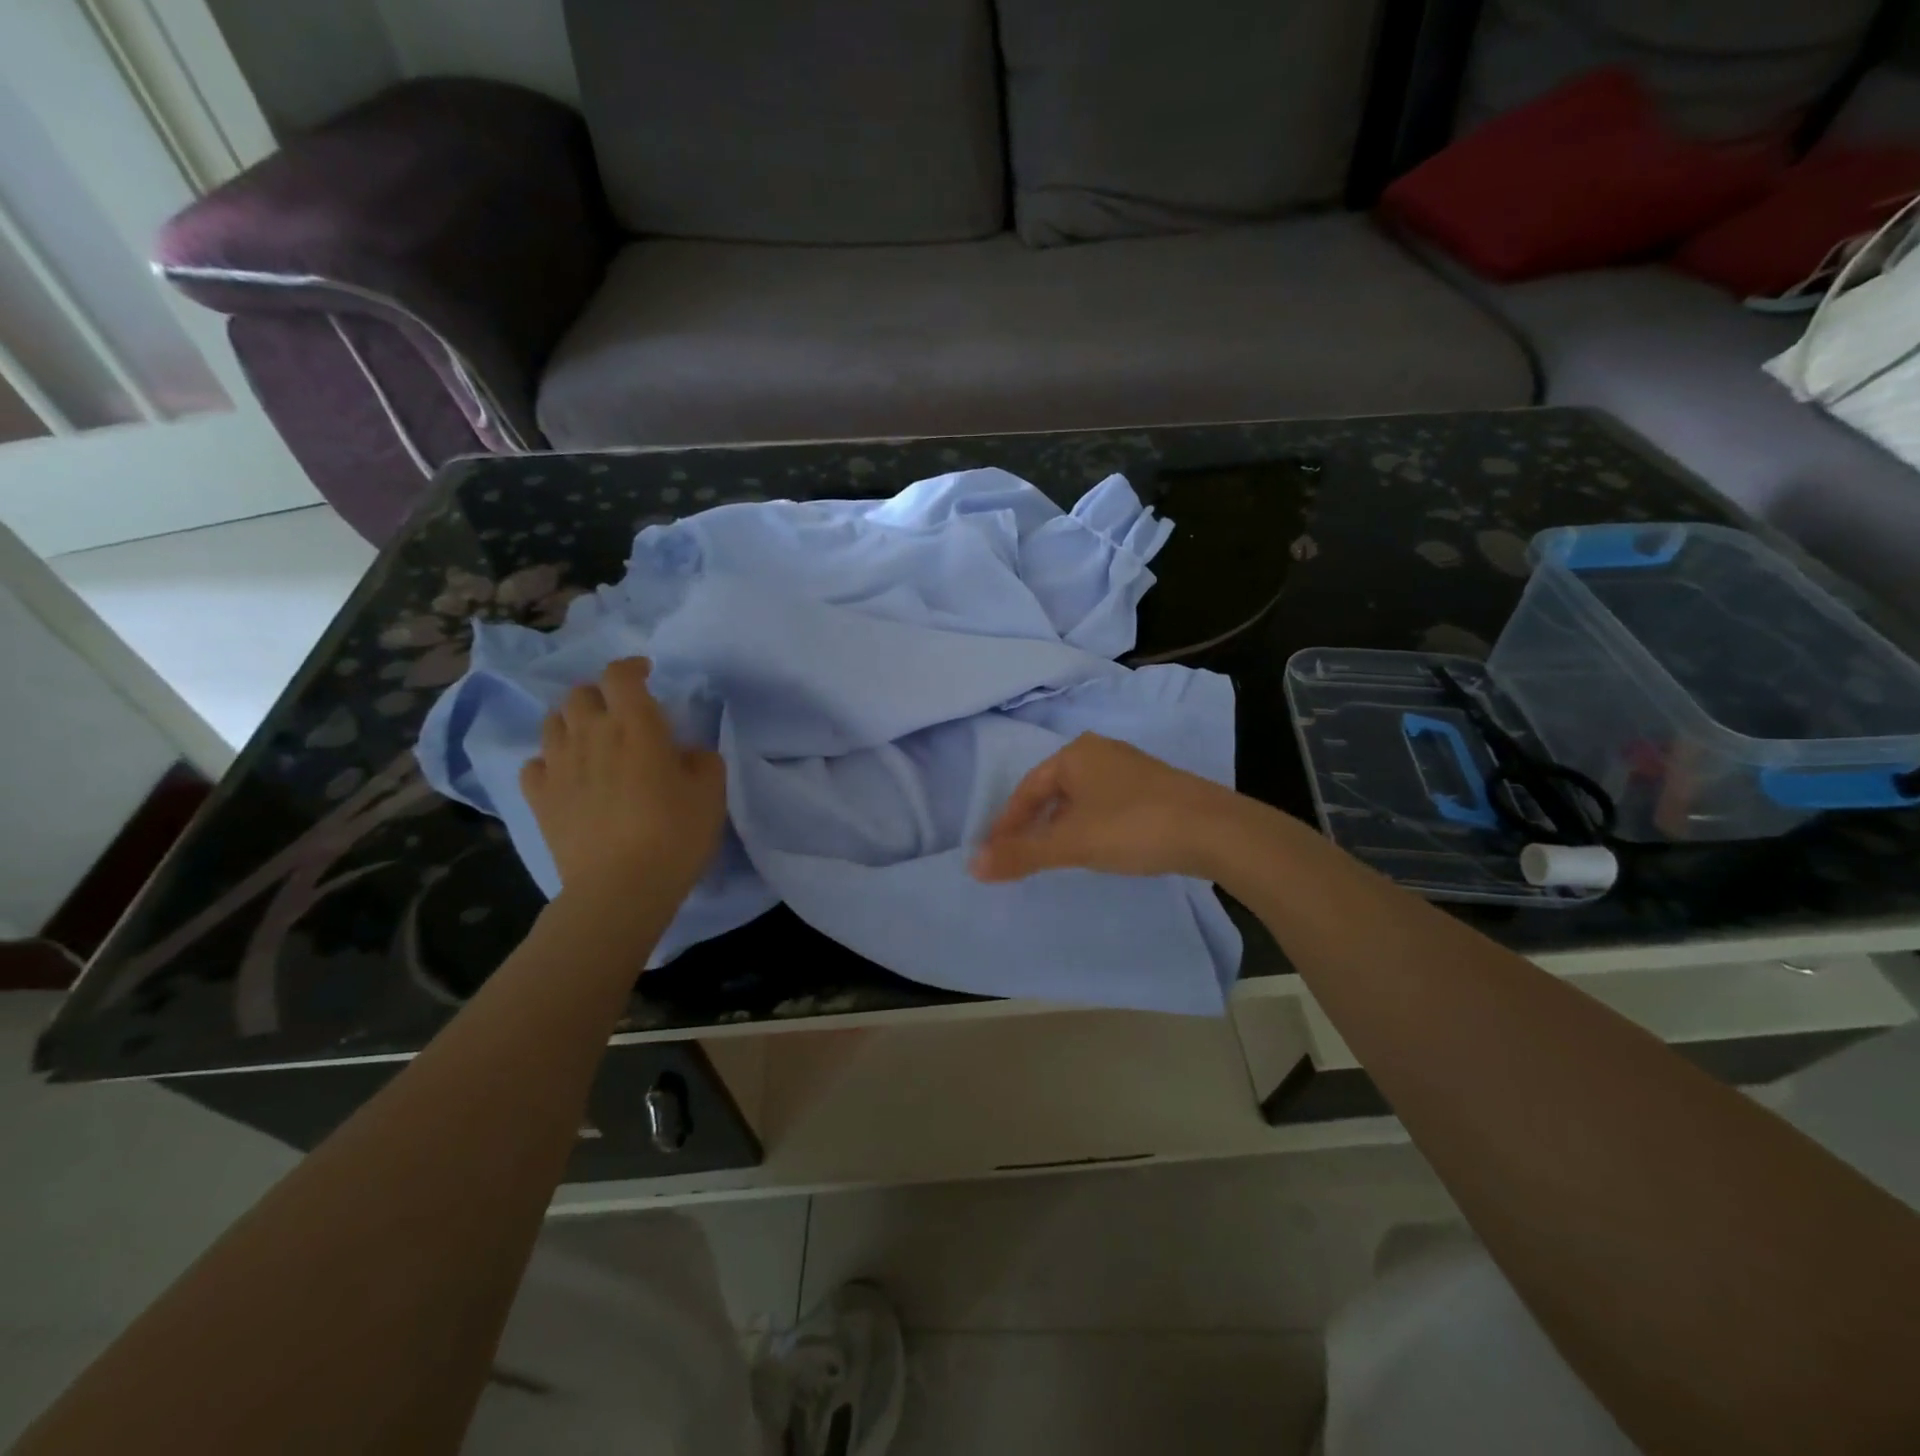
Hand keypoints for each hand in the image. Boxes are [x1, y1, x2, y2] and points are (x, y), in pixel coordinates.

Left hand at [520, 658, 726, 906]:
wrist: (621, 887)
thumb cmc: (675, 833)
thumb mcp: (712, 791)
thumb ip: (702, 758)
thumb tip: (685, 752)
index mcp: (635, 725)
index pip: (621, 675)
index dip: (632, 667)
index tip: (646, 674)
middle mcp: (590, 734)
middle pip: (580, 694)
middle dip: (601, 694)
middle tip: (620, 713)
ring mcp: (558, 765)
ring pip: (553, 723)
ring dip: (573, 722)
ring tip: (592, 740)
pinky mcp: (539, 797)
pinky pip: (535, 763)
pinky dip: (551, 761)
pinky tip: (567, 775)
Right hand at [969, 733, 1236, 882]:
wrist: (1215, 830)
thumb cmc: (1132, 827)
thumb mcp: (1071, 843)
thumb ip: (1022, 853)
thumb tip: (973, 865)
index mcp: (1075, 754)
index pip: (1027, 788)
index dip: (1007, 822)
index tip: (993, 852)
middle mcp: (1101, 751)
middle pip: (1053, 789)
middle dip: (1033, 822)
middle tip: (1019, 853)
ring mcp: (1131, 767)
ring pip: (1081, 797)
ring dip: (1061, 824)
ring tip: (1052, 853)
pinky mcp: (1155, 787)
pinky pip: (1106, 803)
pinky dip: (1089, 823)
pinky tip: (1096, 845)